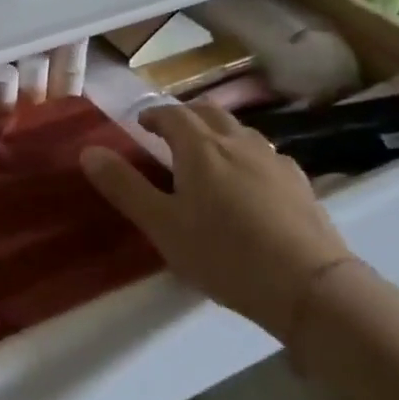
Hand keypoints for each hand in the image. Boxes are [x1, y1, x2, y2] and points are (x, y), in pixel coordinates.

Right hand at [80, 100, 353, 342]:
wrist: (309, 286)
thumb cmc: (224, 254)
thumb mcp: (162, 225)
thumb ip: (124, 186)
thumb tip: (89, 150)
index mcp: (201, 148)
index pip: (172, 114)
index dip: (153, 115)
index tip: (140, 125)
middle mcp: (239, 143)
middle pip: (210, 112)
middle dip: (185, 116)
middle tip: (169, 134)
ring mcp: (274, 161)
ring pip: (240, 132)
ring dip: (217, 133)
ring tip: (206, 157)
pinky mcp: (300, 184)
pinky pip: (265, 156)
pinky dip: (245, 156)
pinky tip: (247, 184)